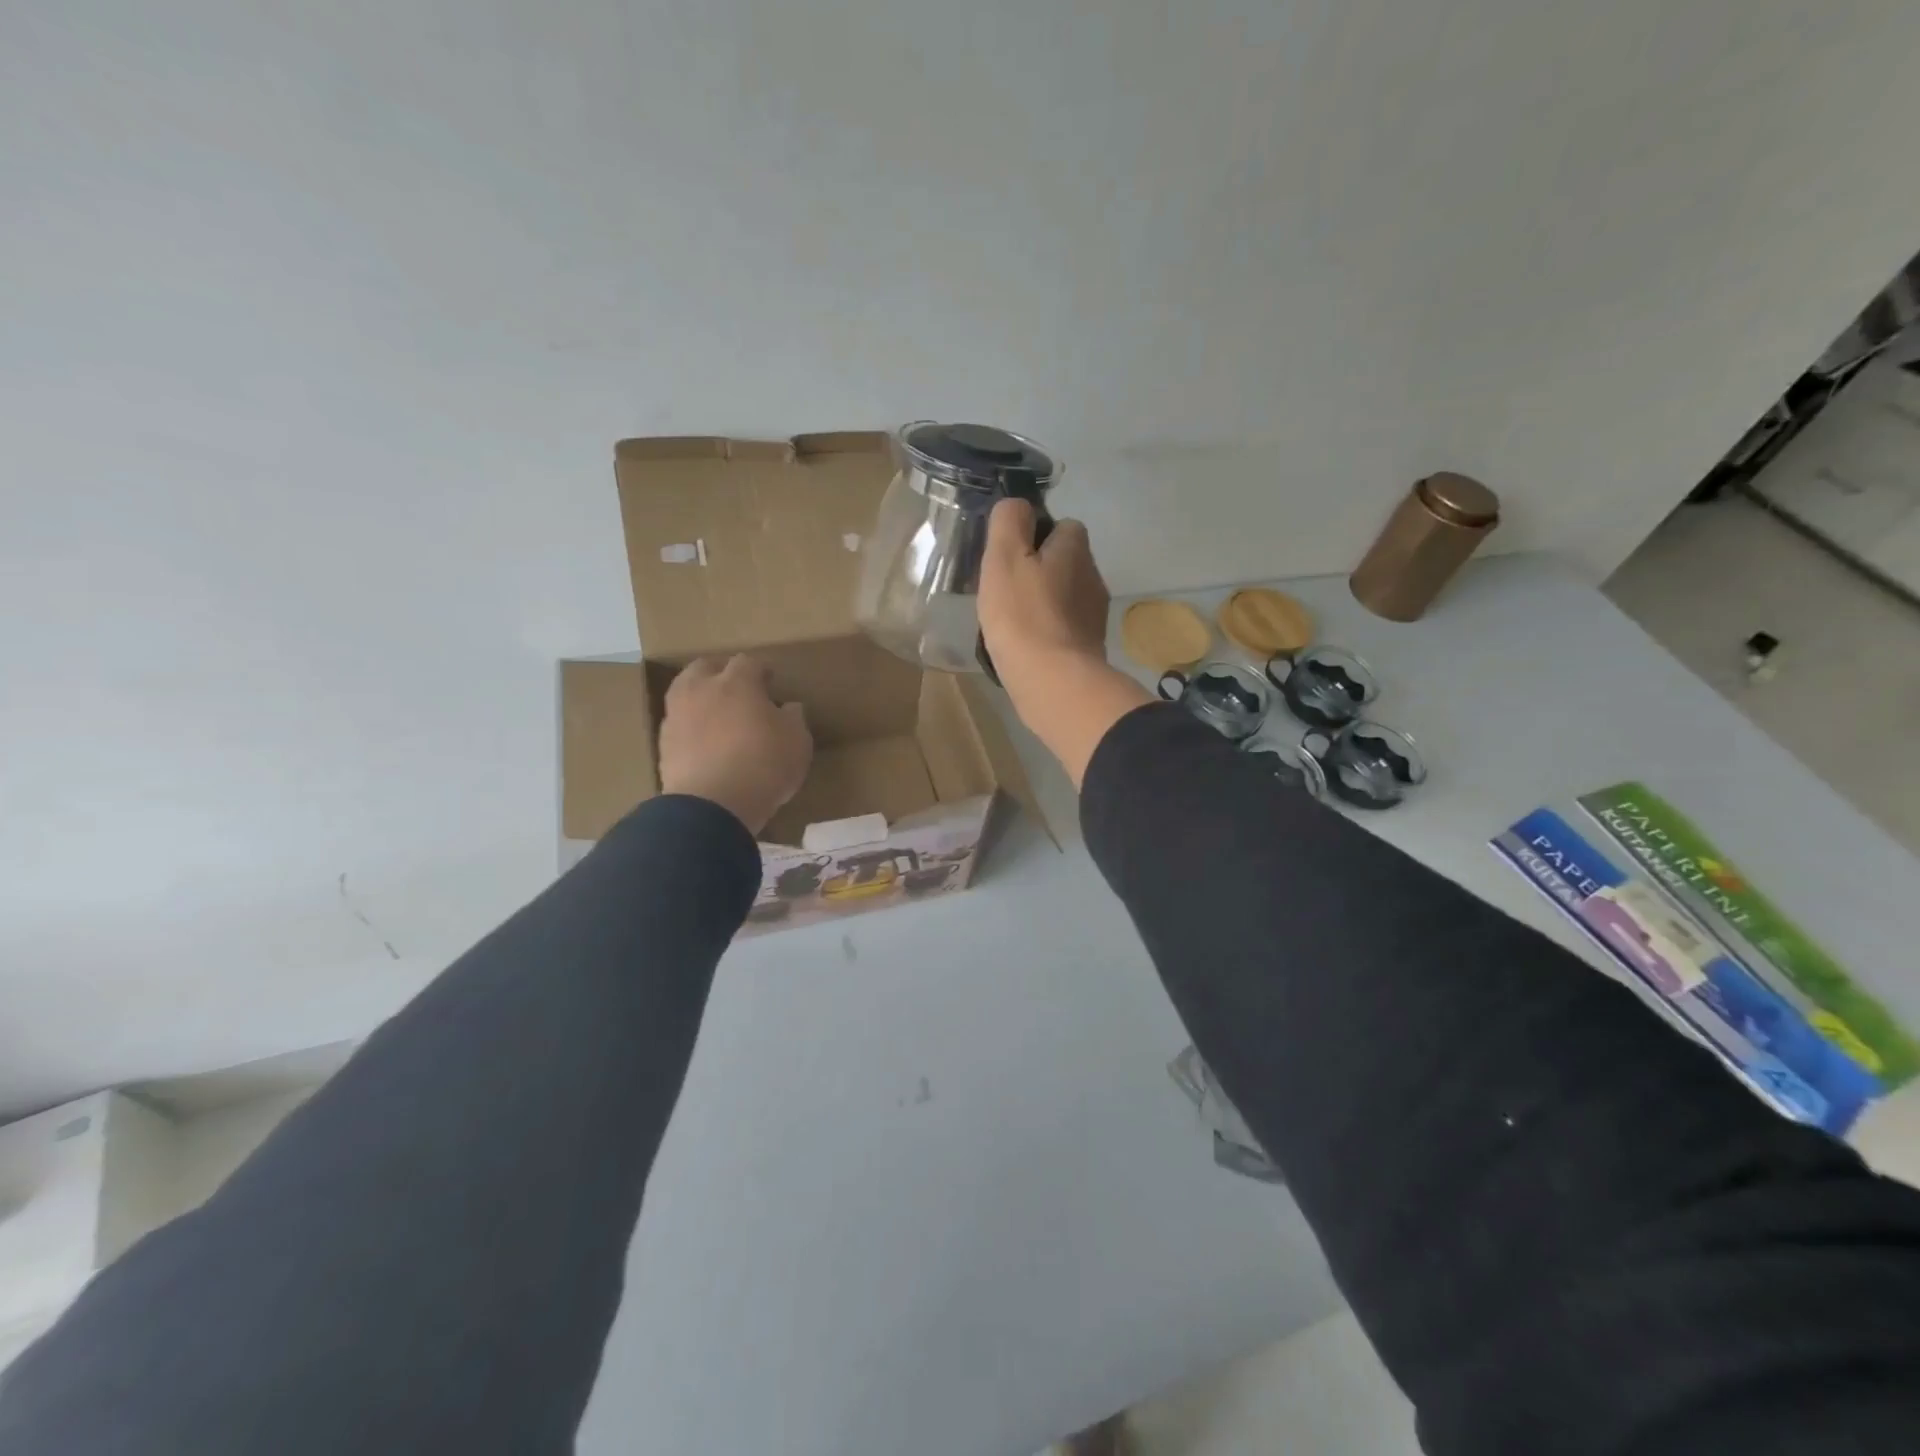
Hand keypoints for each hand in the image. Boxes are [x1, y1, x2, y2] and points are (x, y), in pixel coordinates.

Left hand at [658, 655, 812, 834]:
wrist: (712, 806)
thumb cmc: (763, 766)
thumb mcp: (797, 742)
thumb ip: (793, 718)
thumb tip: (788, 707)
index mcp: (736, 682)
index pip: (748, 662)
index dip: (761, 670)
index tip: (771, 681)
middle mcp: (701, 690)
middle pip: (705, 666)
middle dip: (721, 672)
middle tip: (738, 689)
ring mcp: (677, 716)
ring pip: (685, 692)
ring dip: (700, 696)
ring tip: (717, 714)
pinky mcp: (663, 745)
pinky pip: (679, 723)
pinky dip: (691, 725)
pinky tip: (705, 742)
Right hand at [978, 499, 1150, 786]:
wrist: (1053, 682)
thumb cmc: (1023, 616)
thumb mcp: (1004, 557)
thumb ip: (1008, 521)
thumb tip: (1017, 505)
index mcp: (1075, 549)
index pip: (1062, 525)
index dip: (1035, 535)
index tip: (1009, 555)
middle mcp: (1093, 577)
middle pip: (1064, 561)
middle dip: (1038, 570)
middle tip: (1004, 590)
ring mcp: (1094, 615)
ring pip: (1064, 596)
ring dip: (1042, 602)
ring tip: (1010, 621)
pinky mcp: (1088, 648)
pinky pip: (1063, 627)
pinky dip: (1047, 631)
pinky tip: (1024, 646)